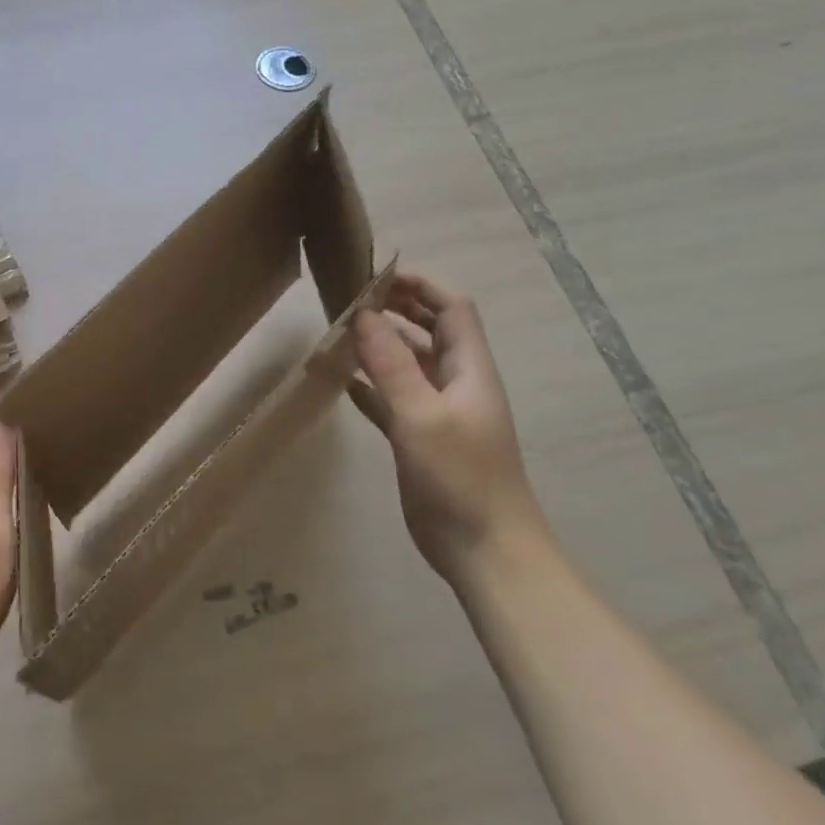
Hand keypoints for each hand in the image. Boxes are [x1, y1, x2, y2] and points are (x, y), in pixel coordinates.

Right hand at [350, 269, 548, 586]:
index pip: (452, 308)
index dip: (420, 285)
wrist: (485, 550)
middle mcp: (456, 383)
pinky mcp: (421, 439)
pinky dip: (371, 386)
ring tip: (339, 332)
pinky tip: (342, 382)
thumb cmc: (460, 478)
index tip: (376, 274)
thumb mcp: (422, 415)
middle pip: (431, 330)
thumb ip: (391, 365)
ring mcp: (439, 412)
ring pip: (409, 364)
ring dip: (381, 346)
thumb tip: (363, 314)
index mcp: (469, 369)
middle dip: (397, 309)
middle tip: (351, 298)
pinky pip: (393, 399)